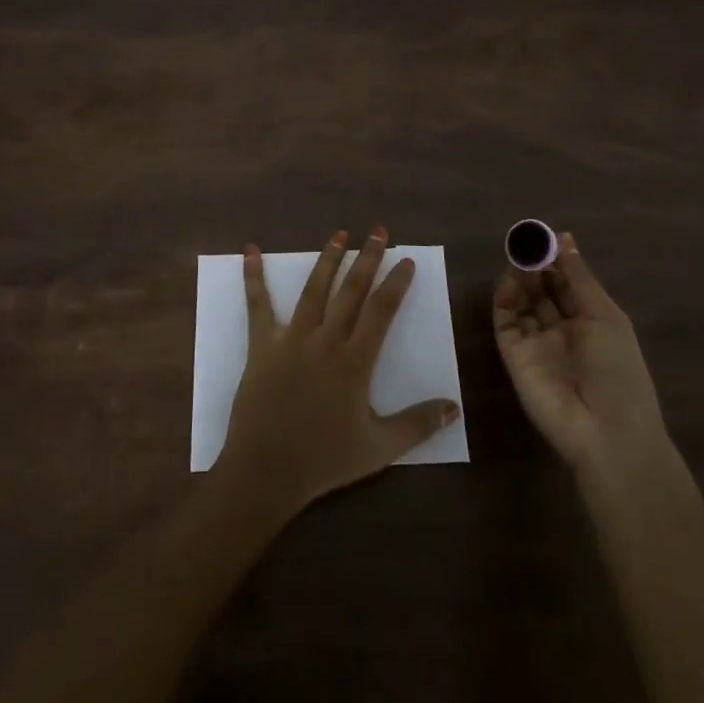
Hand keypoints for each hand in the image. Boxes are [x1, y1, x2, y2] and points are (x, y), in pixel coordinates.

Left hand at [217, 228, 459, 517]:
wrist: (266, 471)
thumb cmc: (325, 460)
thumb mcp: (380, 449)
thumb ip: (417, 425)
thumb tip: (453, 407)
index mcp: (355, 361)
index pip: (381, 311)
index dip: (396, 284)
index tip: (405, 261)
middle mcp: (326, 340)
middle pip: (351, 291)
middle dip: (366, 258)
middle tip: (378, 231)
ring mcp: (291, 338)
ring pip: (313, 290)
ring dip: (328, 259)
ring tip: (339, 234)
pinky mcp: (262, 344)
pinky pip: (258, 305)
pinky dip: (253, 277)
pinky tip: (250, 251)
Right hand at [493, 232, 665, 475]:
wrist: (604, 431)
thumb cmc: (617, 370)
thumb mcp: (604, 316)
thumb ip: (579, 277)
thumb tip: (564, 237)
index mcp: (591, 322)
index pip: (569, 284)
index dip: (558, 260)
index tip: (545, 236)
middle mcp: (562, 330)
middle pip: (543, 291)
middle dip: (536, 265)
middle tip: (526, 242)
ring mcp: (537, 343)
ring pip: (523, 302)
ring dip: (521, 278)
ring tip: (519, 256)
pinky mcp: (514, 355)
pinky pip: (506, 321)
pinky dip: (505, 298)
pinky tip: (511, 280)